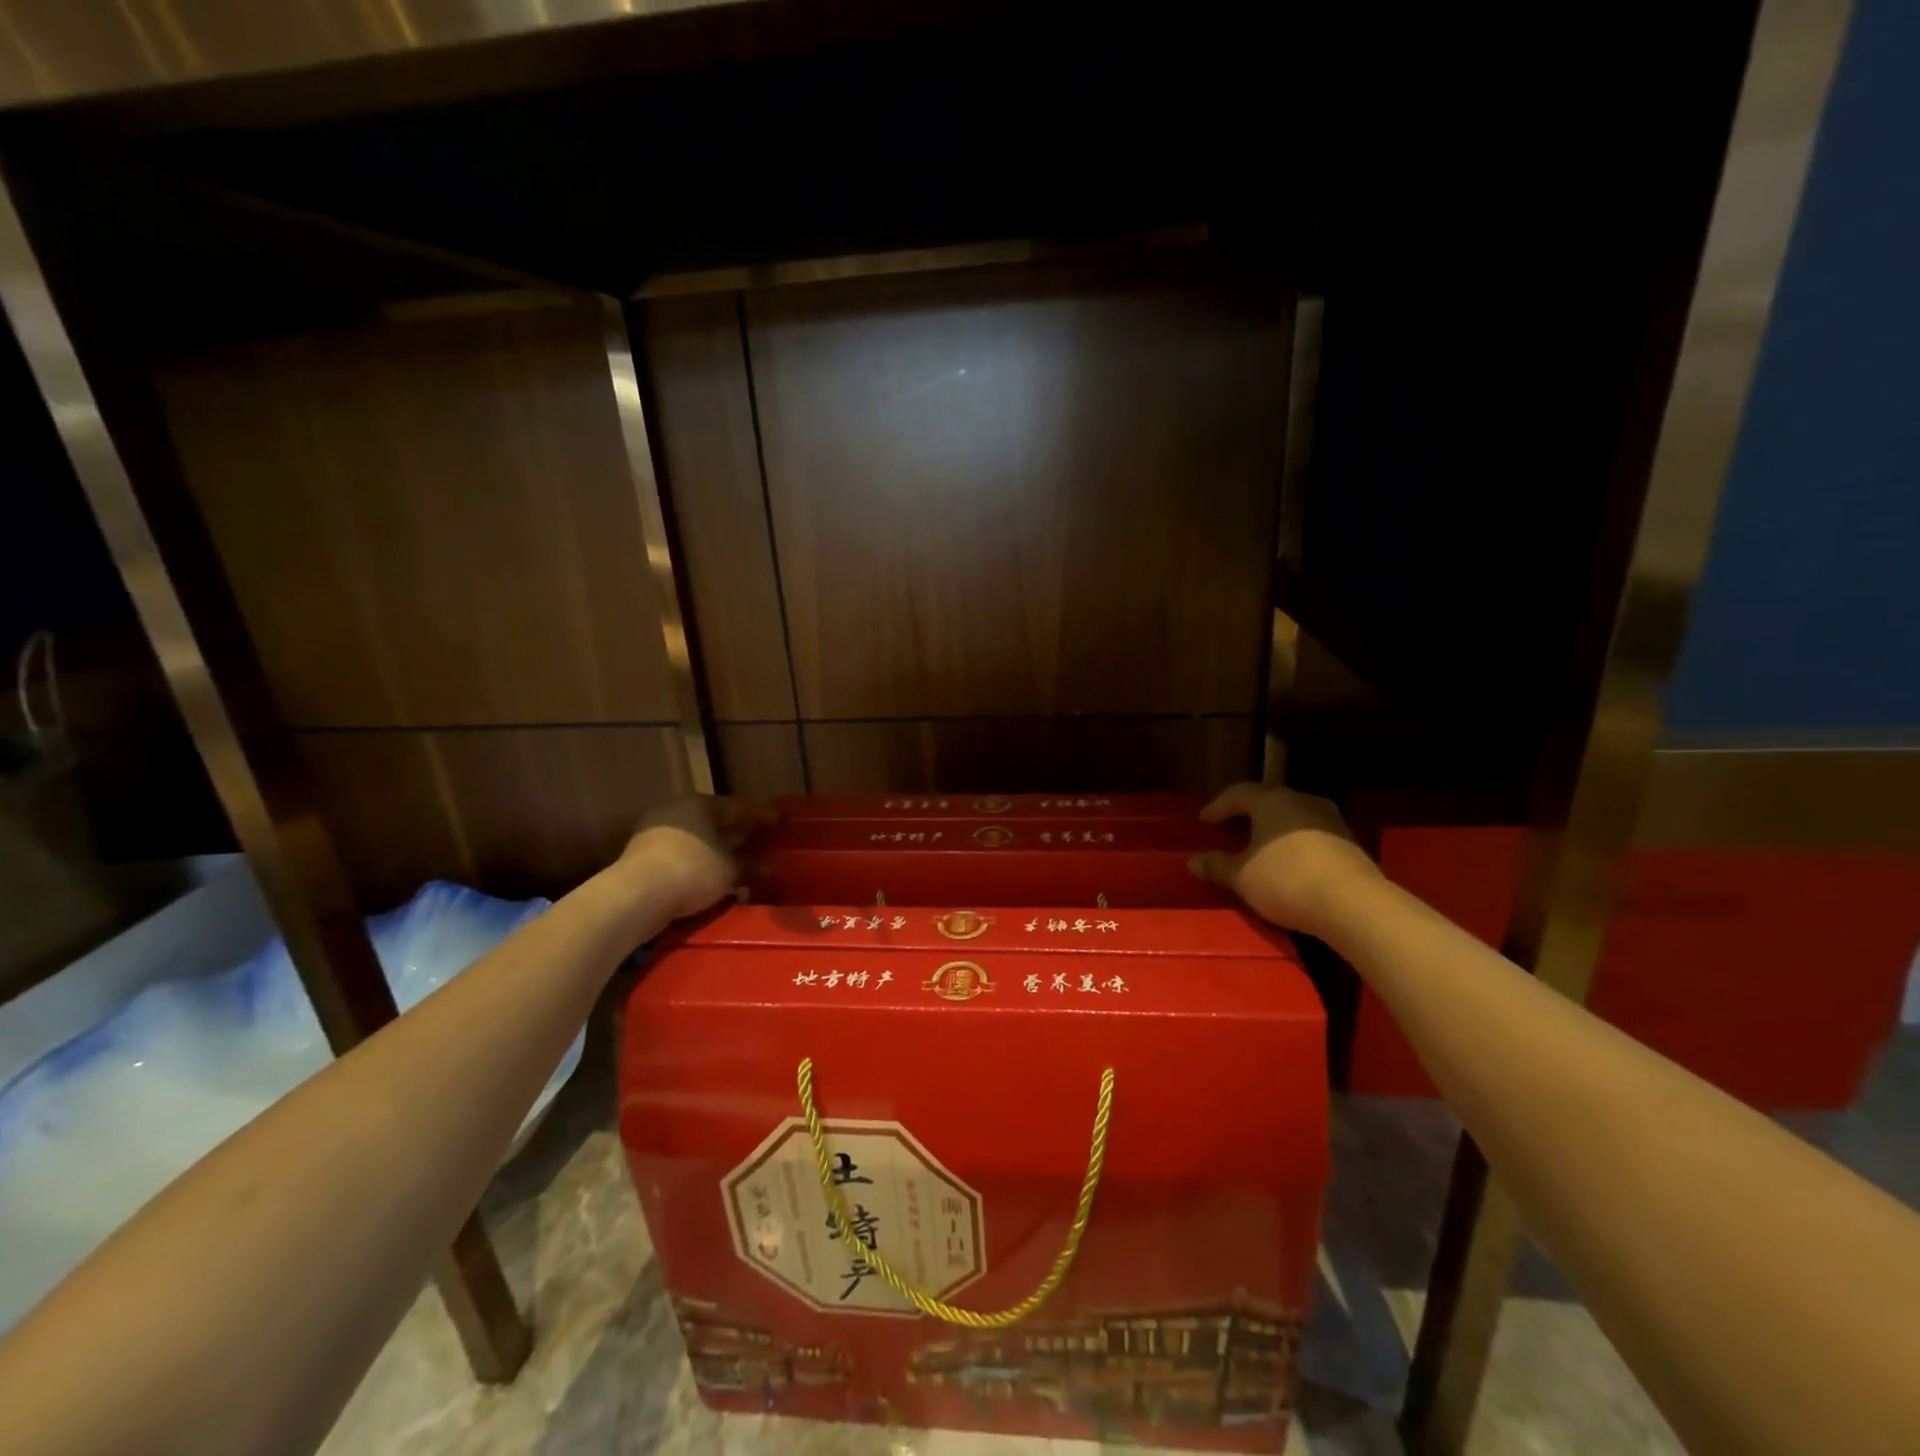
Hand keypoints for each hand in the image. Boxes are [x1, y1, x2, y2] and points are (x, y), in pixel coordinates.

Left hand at [620, 796, 775, 920]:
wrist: (635, 895)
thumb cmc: (692, 870)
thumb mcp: (730, 871)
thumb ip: (751, 868)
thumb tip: (768, 870)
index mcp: (700, 804)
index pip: (738, 807)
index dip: (761, 816)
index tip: (779, 821)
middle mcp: (676, 811)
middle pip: (715, 822)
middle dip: (737, 835)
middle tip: (760, 844)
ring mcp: (655, 834)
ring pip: (697, 841)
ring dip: (717, 853)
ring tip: (738, 866)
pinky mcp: (642, 858)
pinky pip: (681, 858)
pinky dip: (699, 866)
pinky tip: (712, 881)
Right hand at [1189, 781, 1380, 935]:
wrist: (1354, 904)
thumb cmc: (1286, 880)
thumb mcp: (1241, 876)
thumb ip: (1216, 866)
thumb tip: (1193, 861)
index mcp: (1270, 801)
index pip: (1238, 793)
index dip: (1218, 806)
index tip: (1204, 821)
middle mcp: (1301, 801)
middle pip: (1268, 801)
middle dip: (1248, 815)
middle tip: (1231, 831)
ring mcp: (1330, 820)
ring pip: (1293, 817)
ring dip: (1275, 829)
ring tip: (1260, 848)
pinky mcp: (1350, 842)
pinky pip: (1313, 835)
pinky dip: (1296, 844)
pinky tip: (1290, 863)